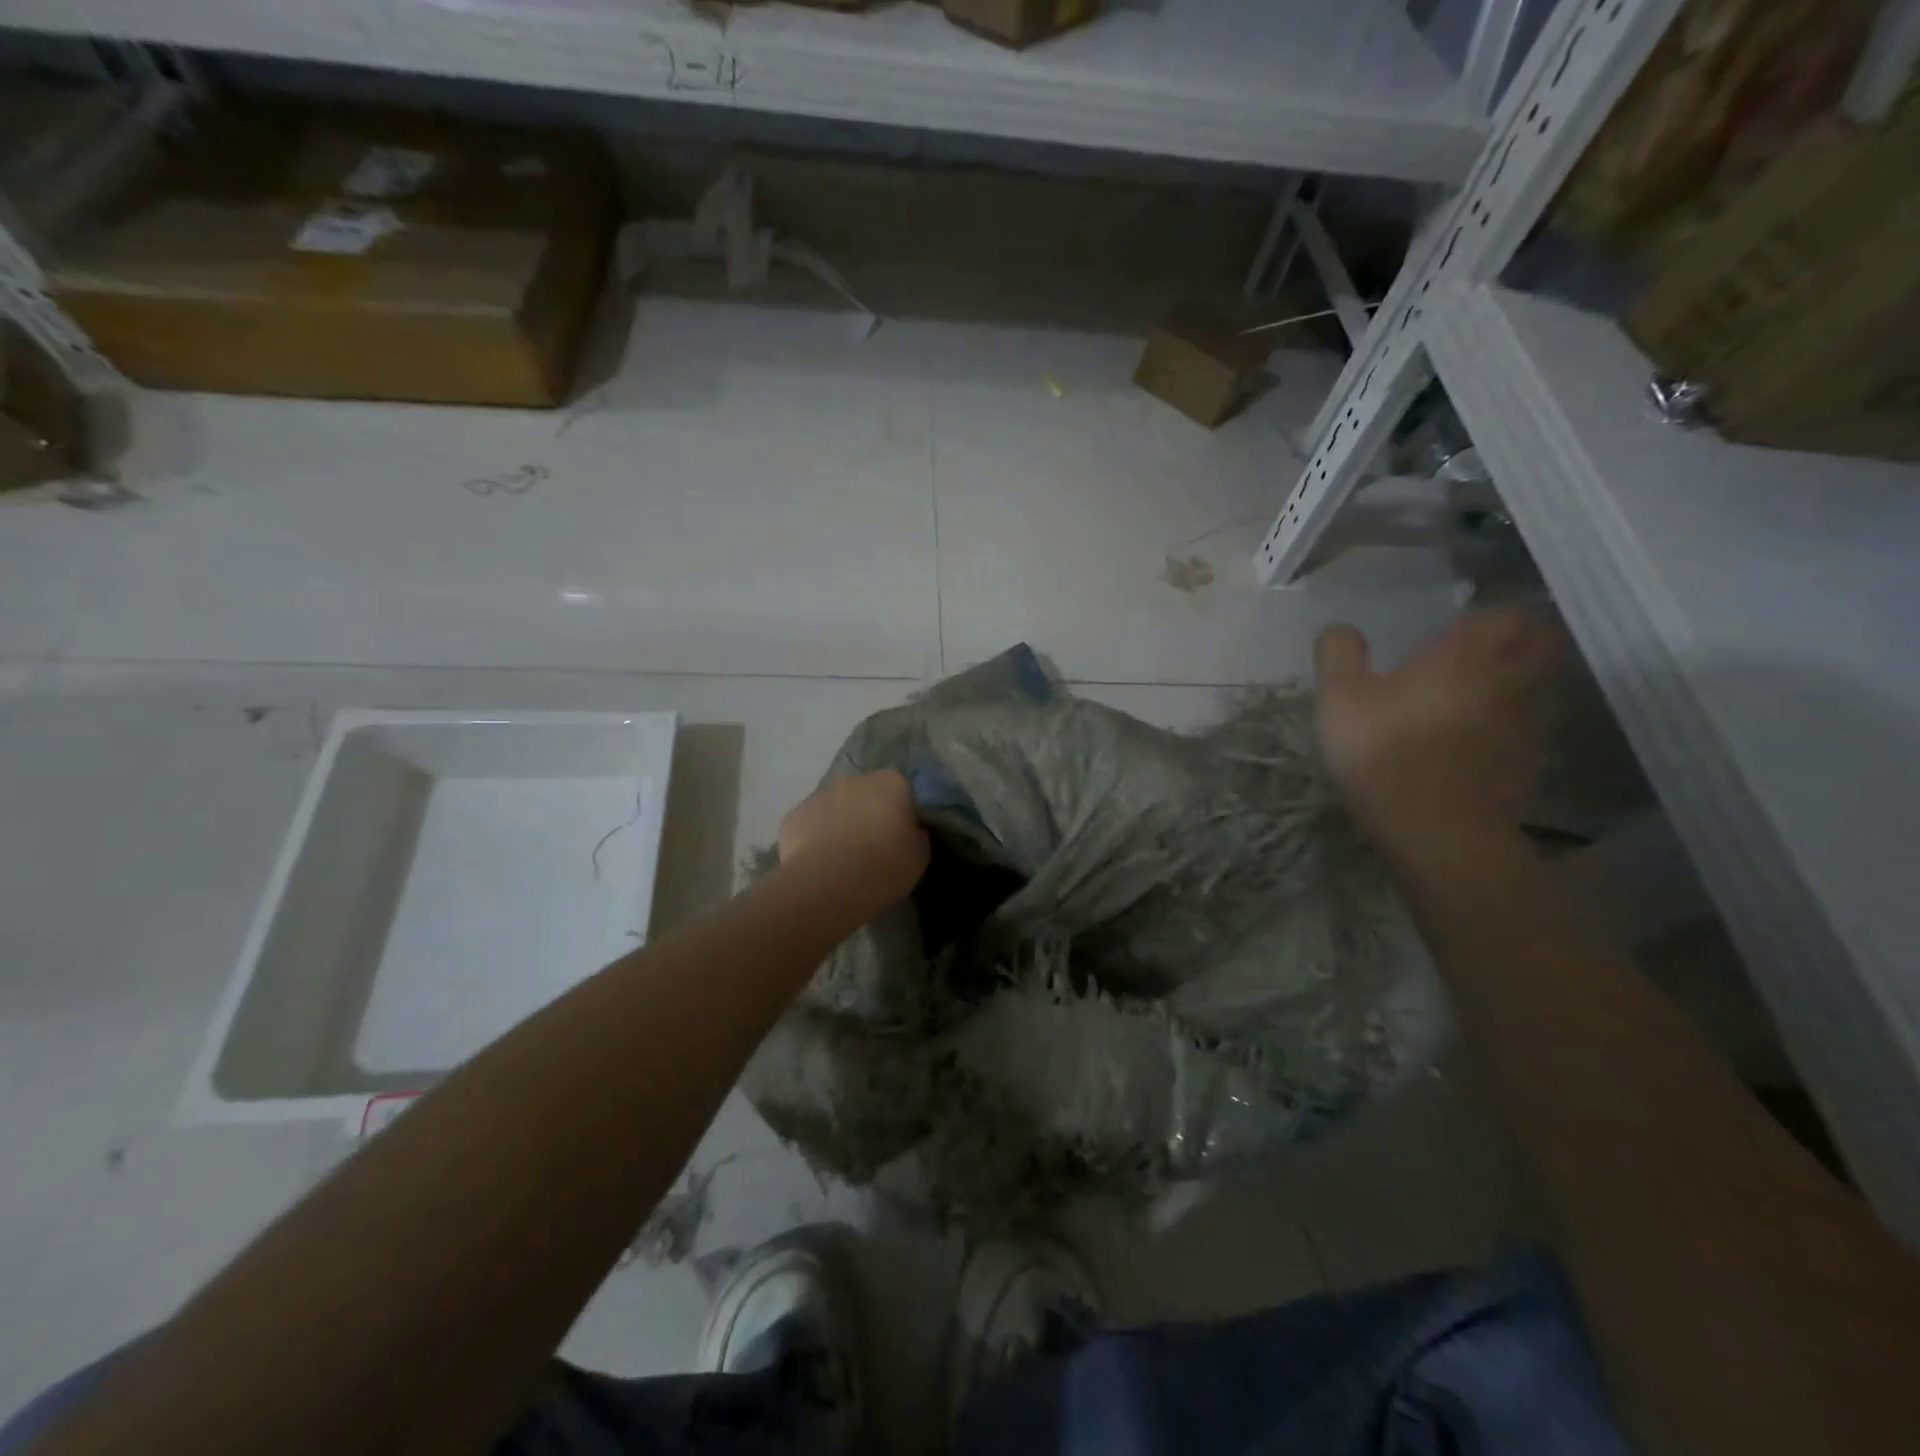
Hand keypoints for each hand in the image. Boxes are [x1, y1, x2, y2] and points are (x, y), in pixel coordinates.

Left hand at [778, 769, 929, 914]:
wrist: (829, 883)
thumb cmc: (884, 866)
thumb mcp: (919, 856)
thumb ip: (916, 836)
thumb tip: (910, 832)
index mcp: (891, 783)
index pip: (901, 790)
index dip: (900, 813)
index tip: (900, 837)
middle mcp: (854, 780)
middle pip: (865, 793)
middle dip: (867, 813)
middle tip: (871, 847)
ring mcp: (819, 795)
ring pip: (834, 807)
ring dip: (839, 824)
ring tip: (842, 860)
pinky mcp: (793, 816)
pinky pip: (809, 825)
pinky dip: (813, 839)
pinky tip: (818, 865)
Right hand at [1314, 607, 1564, 851]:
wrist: (1437, 832)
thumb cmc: (1384, 752)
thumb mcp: (1338, 699)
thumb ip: (1339, 654)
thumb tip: (1343, 630)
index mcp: (1464, 655)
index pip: (1506, 614)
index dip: (1489, 616)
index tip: (1462, 627)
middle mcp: (1509, 679)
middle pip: (1545, 644)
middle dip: (1524, 640)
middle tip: (1488, 651)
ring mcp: (1528, 723)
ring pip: (1544, 686)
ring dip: (1525, 681)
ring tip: (1488, 694)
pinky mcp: (1531, 764)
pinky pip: (1534, 729)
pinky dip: (1517, 725)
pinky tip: (1486, 740)